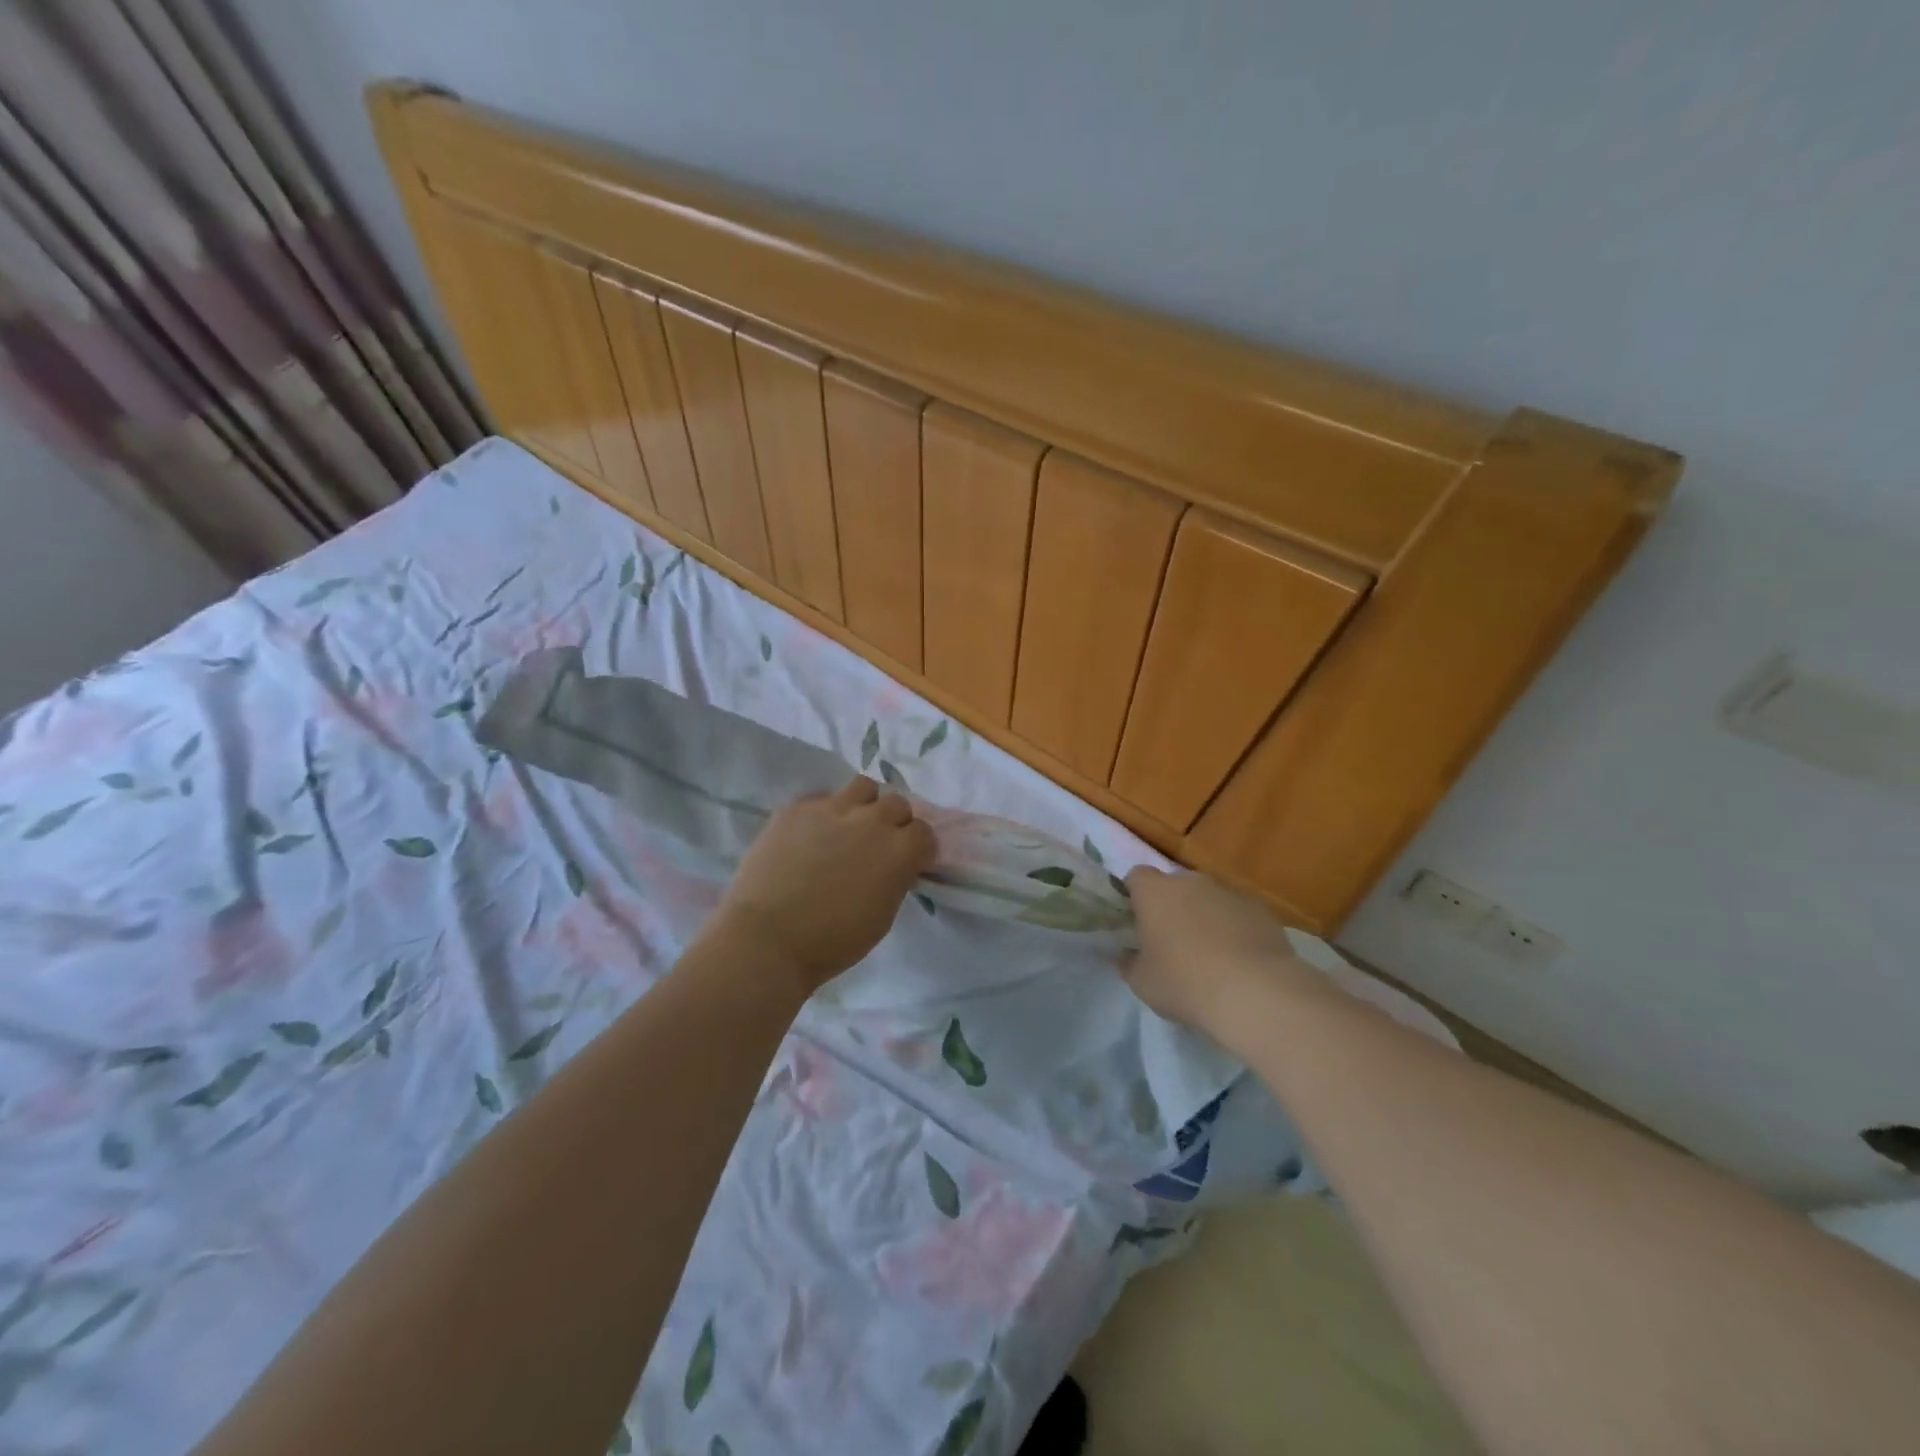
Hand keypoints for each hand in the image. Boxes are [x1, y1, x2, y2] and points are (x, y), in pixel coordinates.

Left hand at [709, 777, 935, 992]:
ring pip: (863, 787)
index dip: (917, 849)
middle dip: (894, 823)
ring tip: (849, 826)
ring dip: (864, 805)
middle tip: (877, 845)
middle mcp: (873, 820)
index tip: (907, 863)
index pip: (925, 833)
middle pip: (897, 804)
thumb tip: (892, 866)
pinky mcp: (798, 807)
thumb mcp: (882, 917)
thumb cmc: (832, 942)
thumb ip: (895, 880)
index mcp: (900, 851)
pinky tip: (811, 835)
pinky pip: (821, 798)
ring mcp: (833, 808)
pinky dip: (824, 813)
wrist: (767, 938)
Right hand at [1121, 867, 1310, 1037]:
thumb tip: (1123, 955)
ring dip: (1203, 916)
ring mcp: (1228, 892)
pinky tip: (1238, 960)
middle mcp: (1190, 881)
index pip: (1136, 877)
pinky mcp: (1260, 909)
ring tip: (1208, 955)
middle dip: (1171, 906)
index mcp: (1154, 892)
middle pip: (1174, 885)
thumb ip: (1128, 963)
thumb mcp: (1143, 983)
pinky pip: (1237, 913)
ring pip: (1208, 898)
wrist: (1256, 994)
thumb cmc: (1185, 983)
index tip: (1136, 921)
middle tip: (1170, 941)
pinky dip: (1234, 928)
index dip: (1134, 895)